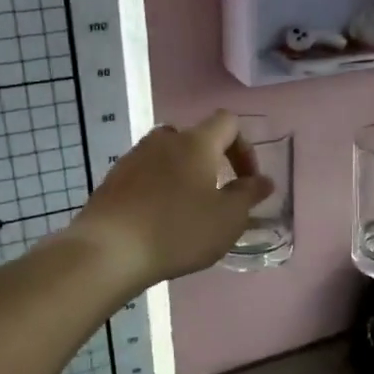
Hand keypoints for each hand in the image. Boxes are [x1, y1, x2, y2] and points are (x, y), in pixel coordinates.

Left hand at [69, 111, 272, 287]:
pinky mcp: (112, 180)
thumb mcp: (228, 218)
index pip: (228, 122)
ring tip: (188, 209)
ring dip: (183, 175)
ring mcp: (133, 158)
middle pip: (195, 137)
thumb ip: (249, 195)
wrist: (109, 251)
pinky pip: (145, 175)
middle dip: (212, 161)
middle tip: (217, 193)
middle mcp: (164, 141)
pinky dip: (159, 189)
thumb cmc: (178, 230)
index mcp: (196, 143)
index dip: (245, 148)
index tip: (247, 181)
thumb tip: (264, 180)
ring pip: (167, 156)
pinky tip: (159, 220)